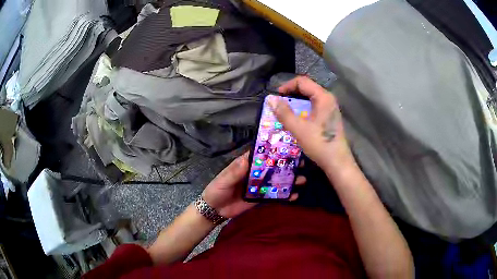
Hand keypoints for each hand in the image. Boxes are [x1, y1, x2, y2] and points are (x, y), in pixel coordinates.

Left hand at [202, 152, 305, 218]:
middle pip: (272, 167)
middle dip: (287, 164)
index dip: (273, 149)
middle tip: (301, 163)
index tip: (289, 145)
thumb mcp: (223, 180)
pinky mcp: (260, 198)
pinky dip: (284, 196)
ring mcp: (259, 186)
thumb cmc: (216, 190)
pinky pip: (274, 196)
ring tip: (302, 179)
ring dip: (289, 180)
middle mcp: (255, 173)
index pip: (261, 154)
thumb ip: (234, 172)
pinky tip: (295, 196)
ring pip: (276, 180)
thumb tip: (247, 158)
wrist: (215, 210)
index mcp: (245, 165)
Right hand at [269, 76, 355, 175]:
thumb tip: (270, 99)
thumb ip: (284, 113)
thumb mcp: (298, 128)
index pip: (302, 81)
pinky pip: (314, 107)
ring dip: (297, 102)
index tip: (276, 96)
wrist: (337, 162)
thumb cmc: (319, 144)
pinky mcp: (330, 117)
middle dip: (291, 93)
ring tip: (285, 111)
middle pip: (307, 88)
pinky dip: (303, 109)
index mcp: (323, 97)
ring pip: (310, 98)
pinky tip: (297, 119)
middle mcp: (328, 99)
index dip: (287, 86)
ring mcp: (331, 108)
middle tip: (279, 103)